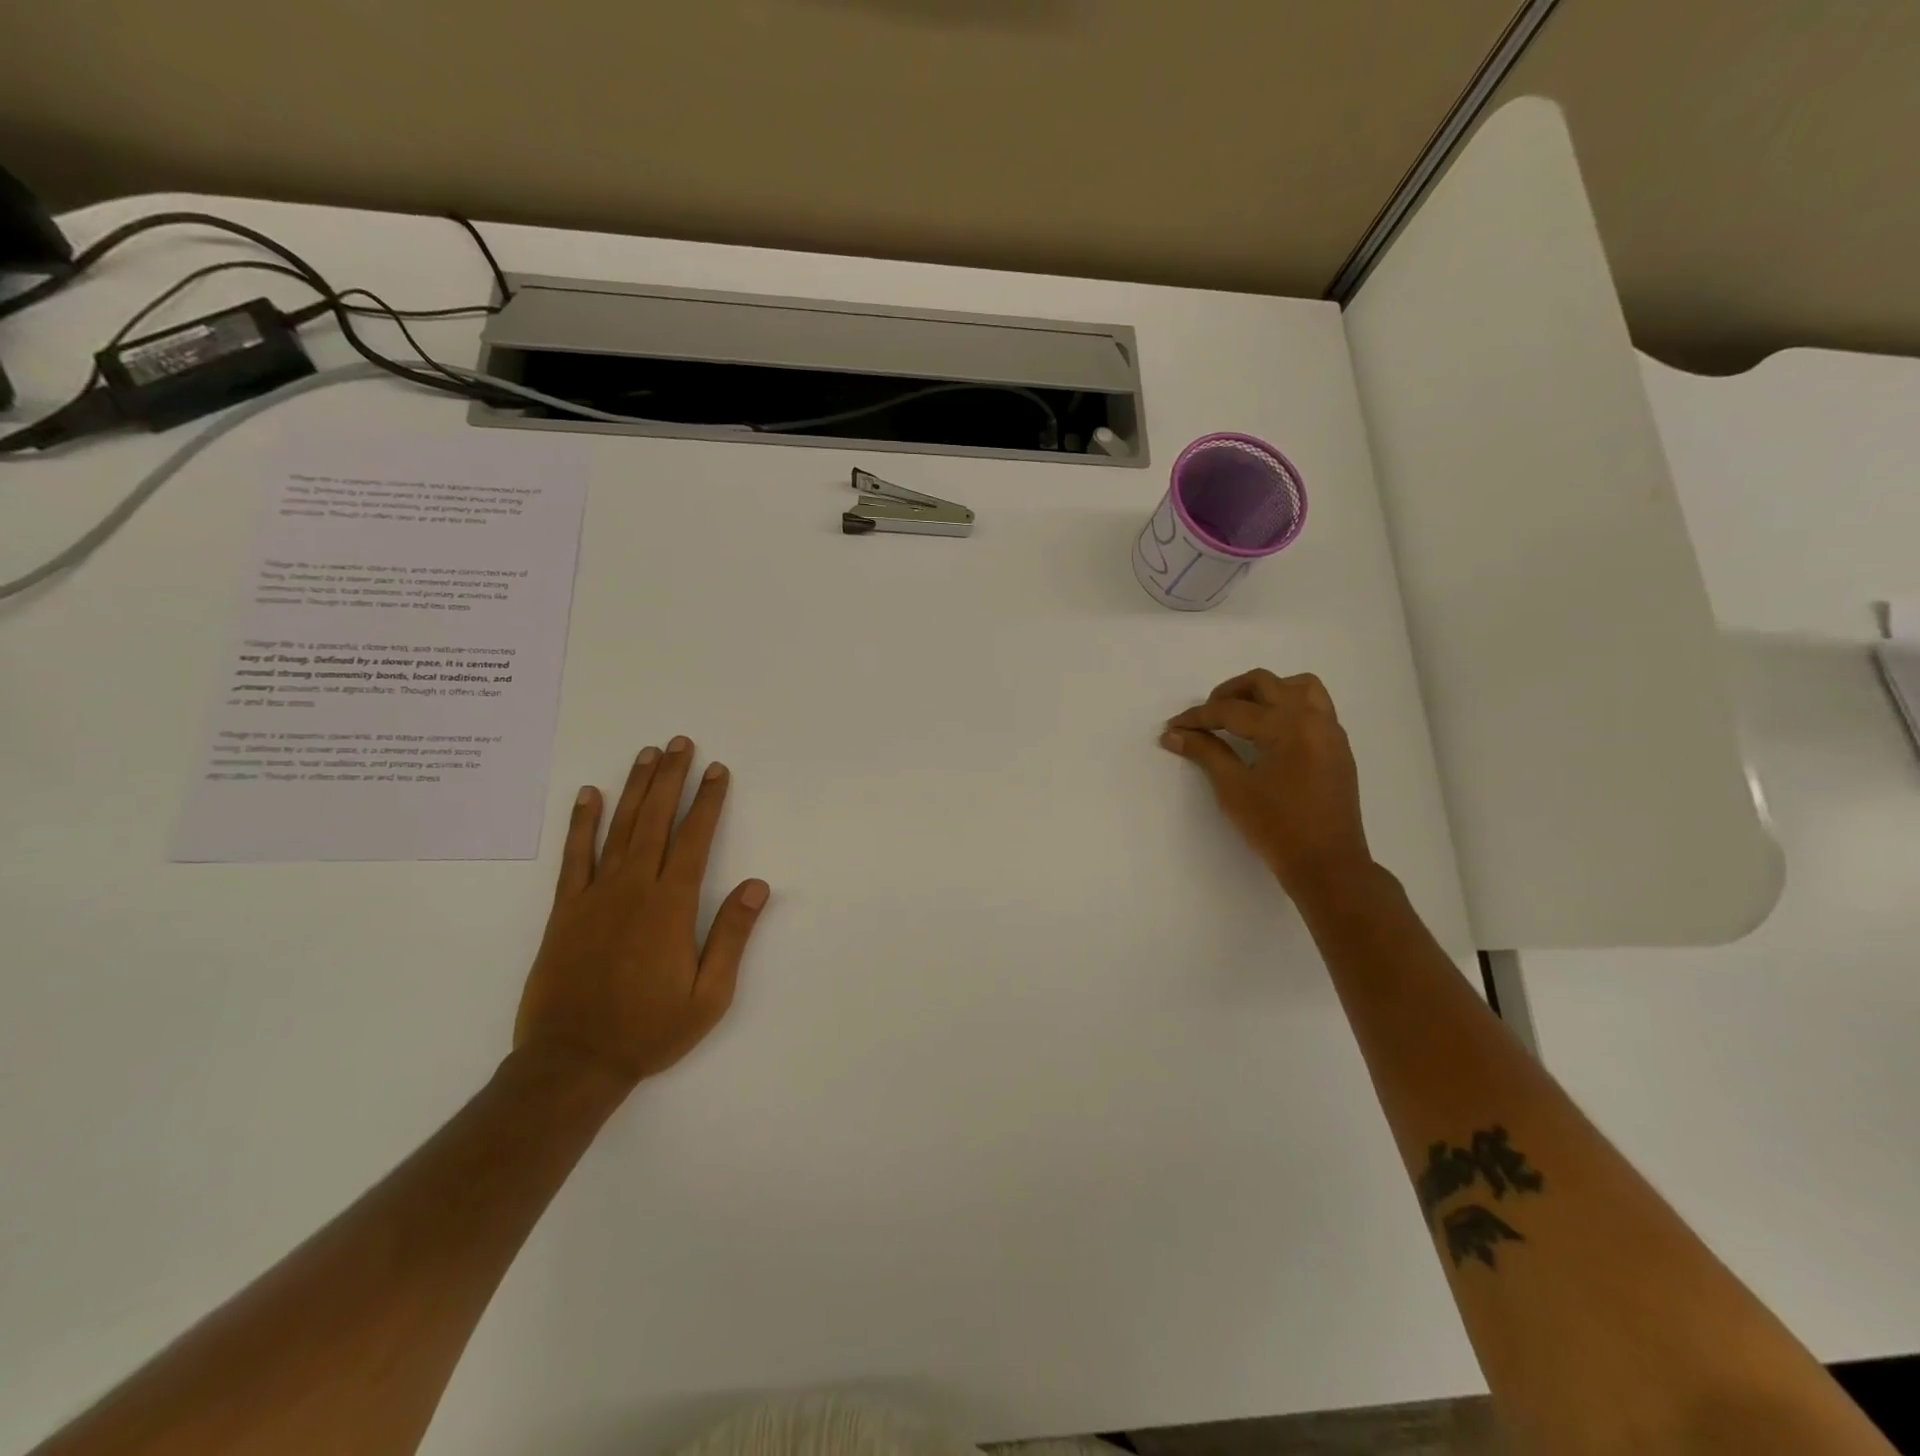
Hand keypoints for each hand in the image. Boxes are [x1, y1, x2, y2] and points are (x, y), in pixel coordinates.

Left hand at [514, 736, 769, 1093]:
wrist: (573, 1063)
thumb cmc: (649, 1030)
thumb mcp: (709, 995)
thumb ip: (732, 936)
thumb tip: (757, 885)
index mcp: (671, 906)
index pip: (695, 839)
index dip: (708, 801)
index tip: (717, 771)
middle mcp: (633, 889)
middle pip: (656, 820)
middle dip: (671, 778)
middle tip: (680, 743)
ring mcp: (595, 896)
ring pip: (619, 828)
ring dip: (634, 788)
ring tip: (646, 754)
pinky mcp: (565, 910)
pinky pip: (574, 857)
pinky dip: (581, 823)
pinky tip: (588, 795)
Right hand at [1161, 670, 1375, 904]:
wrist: (1327, 864)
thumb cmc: (1277, 828)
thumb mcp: (1234, 788)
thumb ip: (1205, 752)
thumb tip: (1173, 734)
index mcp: (1288, 726)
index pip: (1232, 710)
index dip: (1198, 717)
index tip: (1173, 726)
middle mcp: (1313, 718)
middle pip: (1264, 683)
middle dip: (1228, 694)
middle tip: (1205, 717)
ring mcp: (1330, 730)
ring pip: (1297, 686)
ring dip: (1264, 692)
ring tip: (1241, 714)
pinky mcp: (1337, 745)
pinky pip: (1314, 705)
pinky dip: (1287, 705)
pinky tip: (1268, 732)